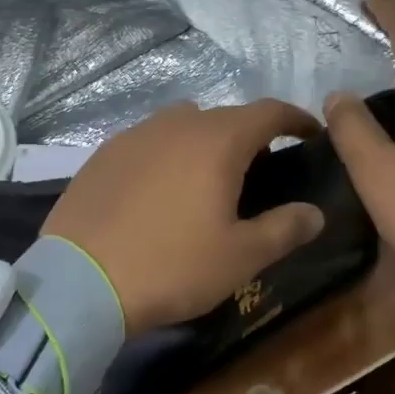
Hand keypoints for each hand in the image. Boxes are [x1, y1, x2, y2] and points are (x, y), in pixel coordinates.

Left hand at [43, 99, 326, 335]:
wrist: (80, 282)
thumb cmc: (172, 265)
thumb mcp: (240, 257)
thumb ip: (284, 229)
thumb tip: (314, 213)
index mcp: (217, 140)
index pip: (268, 112)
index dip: (295, 118)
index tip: (309, 134)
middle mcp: (176, 124)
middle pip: (224, 118)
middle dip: (248, 136)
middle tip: (259, 171)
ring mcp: (134, 136)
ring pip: (182, 126)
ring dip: (203, 143)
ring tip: (206, 180)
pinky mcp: (102, 155)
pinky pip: (148, 143)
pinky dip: (166, 156)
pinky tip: (159, 191)